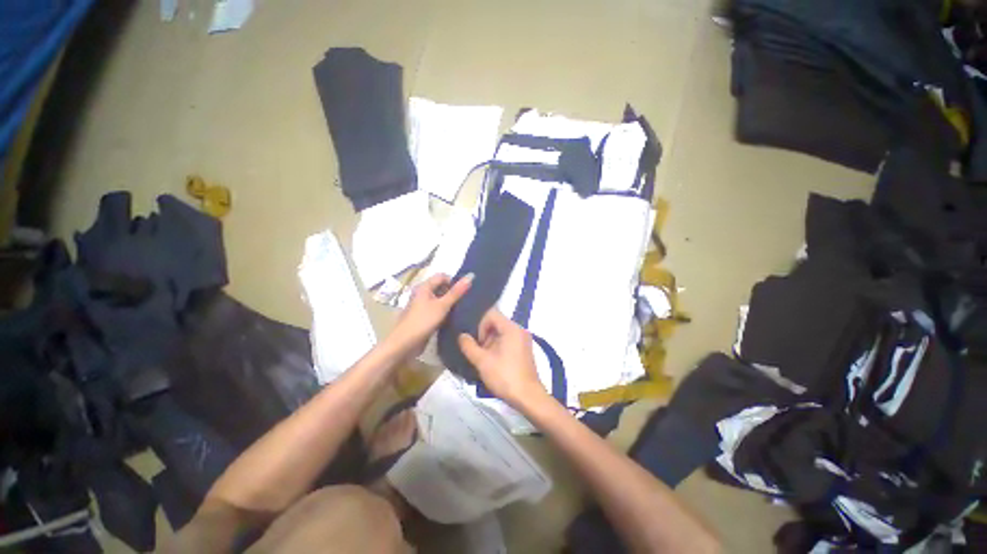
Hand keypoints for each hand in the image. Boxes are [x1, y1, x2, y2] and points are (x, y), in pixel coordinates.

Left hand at [388, 273, 471, 357]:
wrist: (405, 343)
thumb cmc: (423, 321)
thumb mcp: (443, 305)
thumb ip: (456, 292)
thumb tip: (471, 276)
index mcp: (424, 286)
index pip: (442, 276)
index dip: (453, 281)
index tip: (464, 291)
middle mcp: (422, 293)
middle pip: (440, 287)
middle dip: (452, 292)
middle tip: (465, 301)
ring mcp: (422, 305)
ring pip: (439, 299)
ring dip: (449, 303)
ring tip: (461, 309)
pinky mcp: (423, 316)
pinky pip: (436, 309)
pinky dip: (444, 311)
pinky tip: (452, 317)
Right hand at [457, 308, 546, 407]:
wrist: (527, 396)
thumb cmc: (505, 376)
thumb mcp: (482, 361)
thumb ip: (469, 346)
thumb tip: (461, 336)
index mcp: (511, 328)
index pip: (491, 314)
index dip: (480, 325)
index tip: (478, 343)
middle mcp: (520, 329)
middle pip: (497, 322)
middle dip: (485, 335)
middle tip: (480, 352)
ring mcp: (524, 339)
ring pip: (502, 332)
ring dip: (491, 342)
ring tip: (486, 358)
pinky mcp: (525, 348)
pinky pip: (509, 339)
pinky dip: (499, 346)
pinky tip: (495, 361)